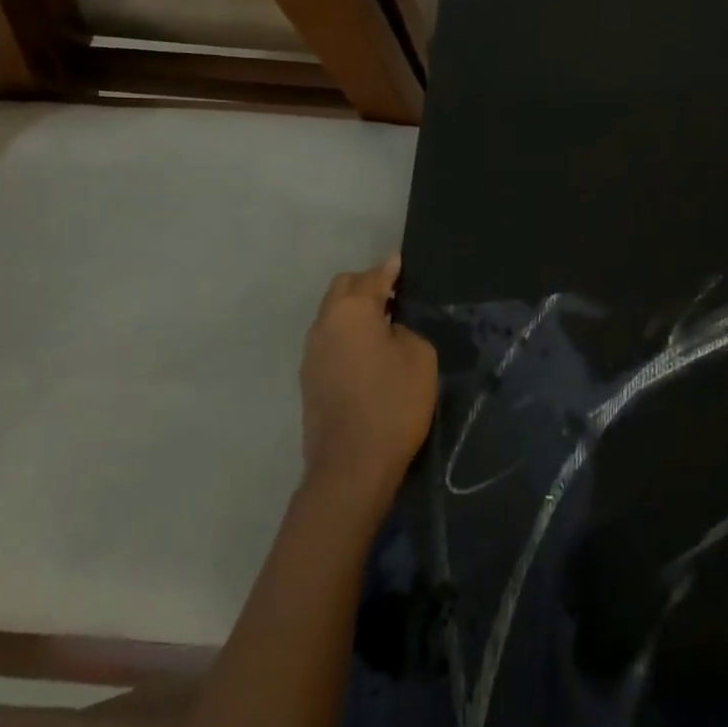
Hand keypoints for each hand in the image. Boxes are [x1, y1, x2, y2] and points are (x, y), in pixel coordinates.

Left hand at [299, 254, 438, 507]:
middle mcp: (324, 324)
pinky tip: (366, 352)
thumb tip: (389, 328)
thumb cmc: (393, 403)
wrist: (351, 465)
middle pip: (343, 289)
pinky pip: (329, 341)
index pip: (372, 277)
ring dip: (353, 312)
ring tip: (381, 323)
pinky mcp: (309, 380)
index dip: (389, 269)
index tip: (399, 261)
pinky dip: (346, 336)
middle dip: (366, 285)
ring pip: (332, 316)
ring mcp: (311, 353)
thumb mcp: (419, 357)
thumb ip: (405, 329)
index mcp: (350, 310)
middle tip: (393, 294)